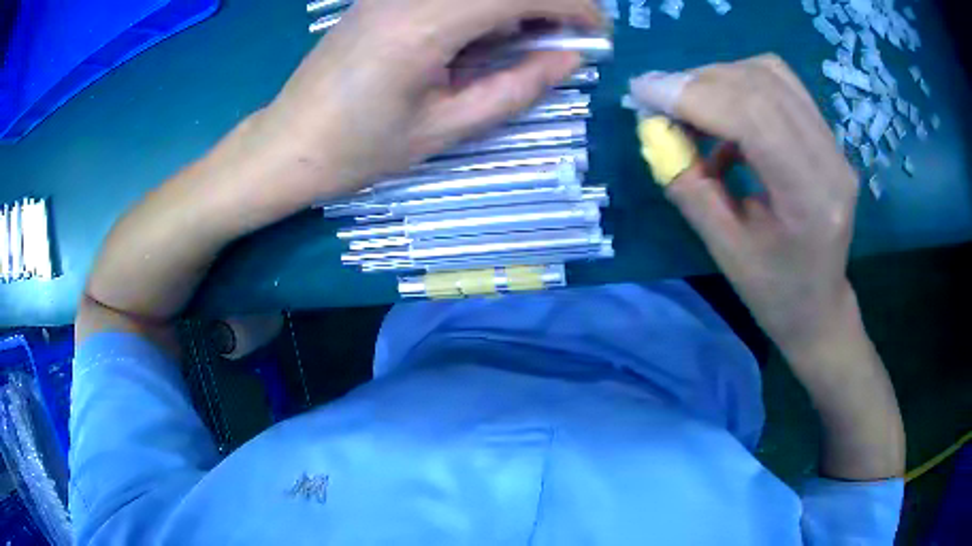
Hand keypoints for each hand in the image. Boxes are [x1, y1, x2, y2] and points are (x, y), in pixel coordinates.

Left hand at [260, 0, 603, 197]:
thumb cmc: (358, 149)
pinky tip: (487, 33)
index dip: (573, 6)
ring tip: (532, 40)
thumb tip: (569, 59)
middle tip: (569, 37)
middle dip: (549, 2)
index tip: (600, 32)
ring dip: (516, 5)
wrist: (287, 145)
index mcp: (426, 23)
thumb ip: (516, 88)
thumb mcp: (446, 128)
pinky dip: (484, 6)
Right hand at [630, 55, 860, 359]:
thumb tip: (655, 132)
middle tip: (659, 99)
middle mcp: (831, 160)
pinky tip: (722, 118)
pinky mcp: (828, 137)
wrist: (820, 306)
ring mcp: (834, 145)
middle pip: (762, 85)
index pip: (754, 116)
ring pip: (771, 75)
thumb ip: (690, 187)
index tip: (644, 93)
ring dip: (719, 79)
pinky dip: (740, 88)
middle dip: (699, 82)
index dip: (694, 95)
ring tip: (689, 105)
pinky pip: (780, 87)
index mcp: (811, 199)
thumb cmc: (774, 293)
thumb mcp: (725, 251)